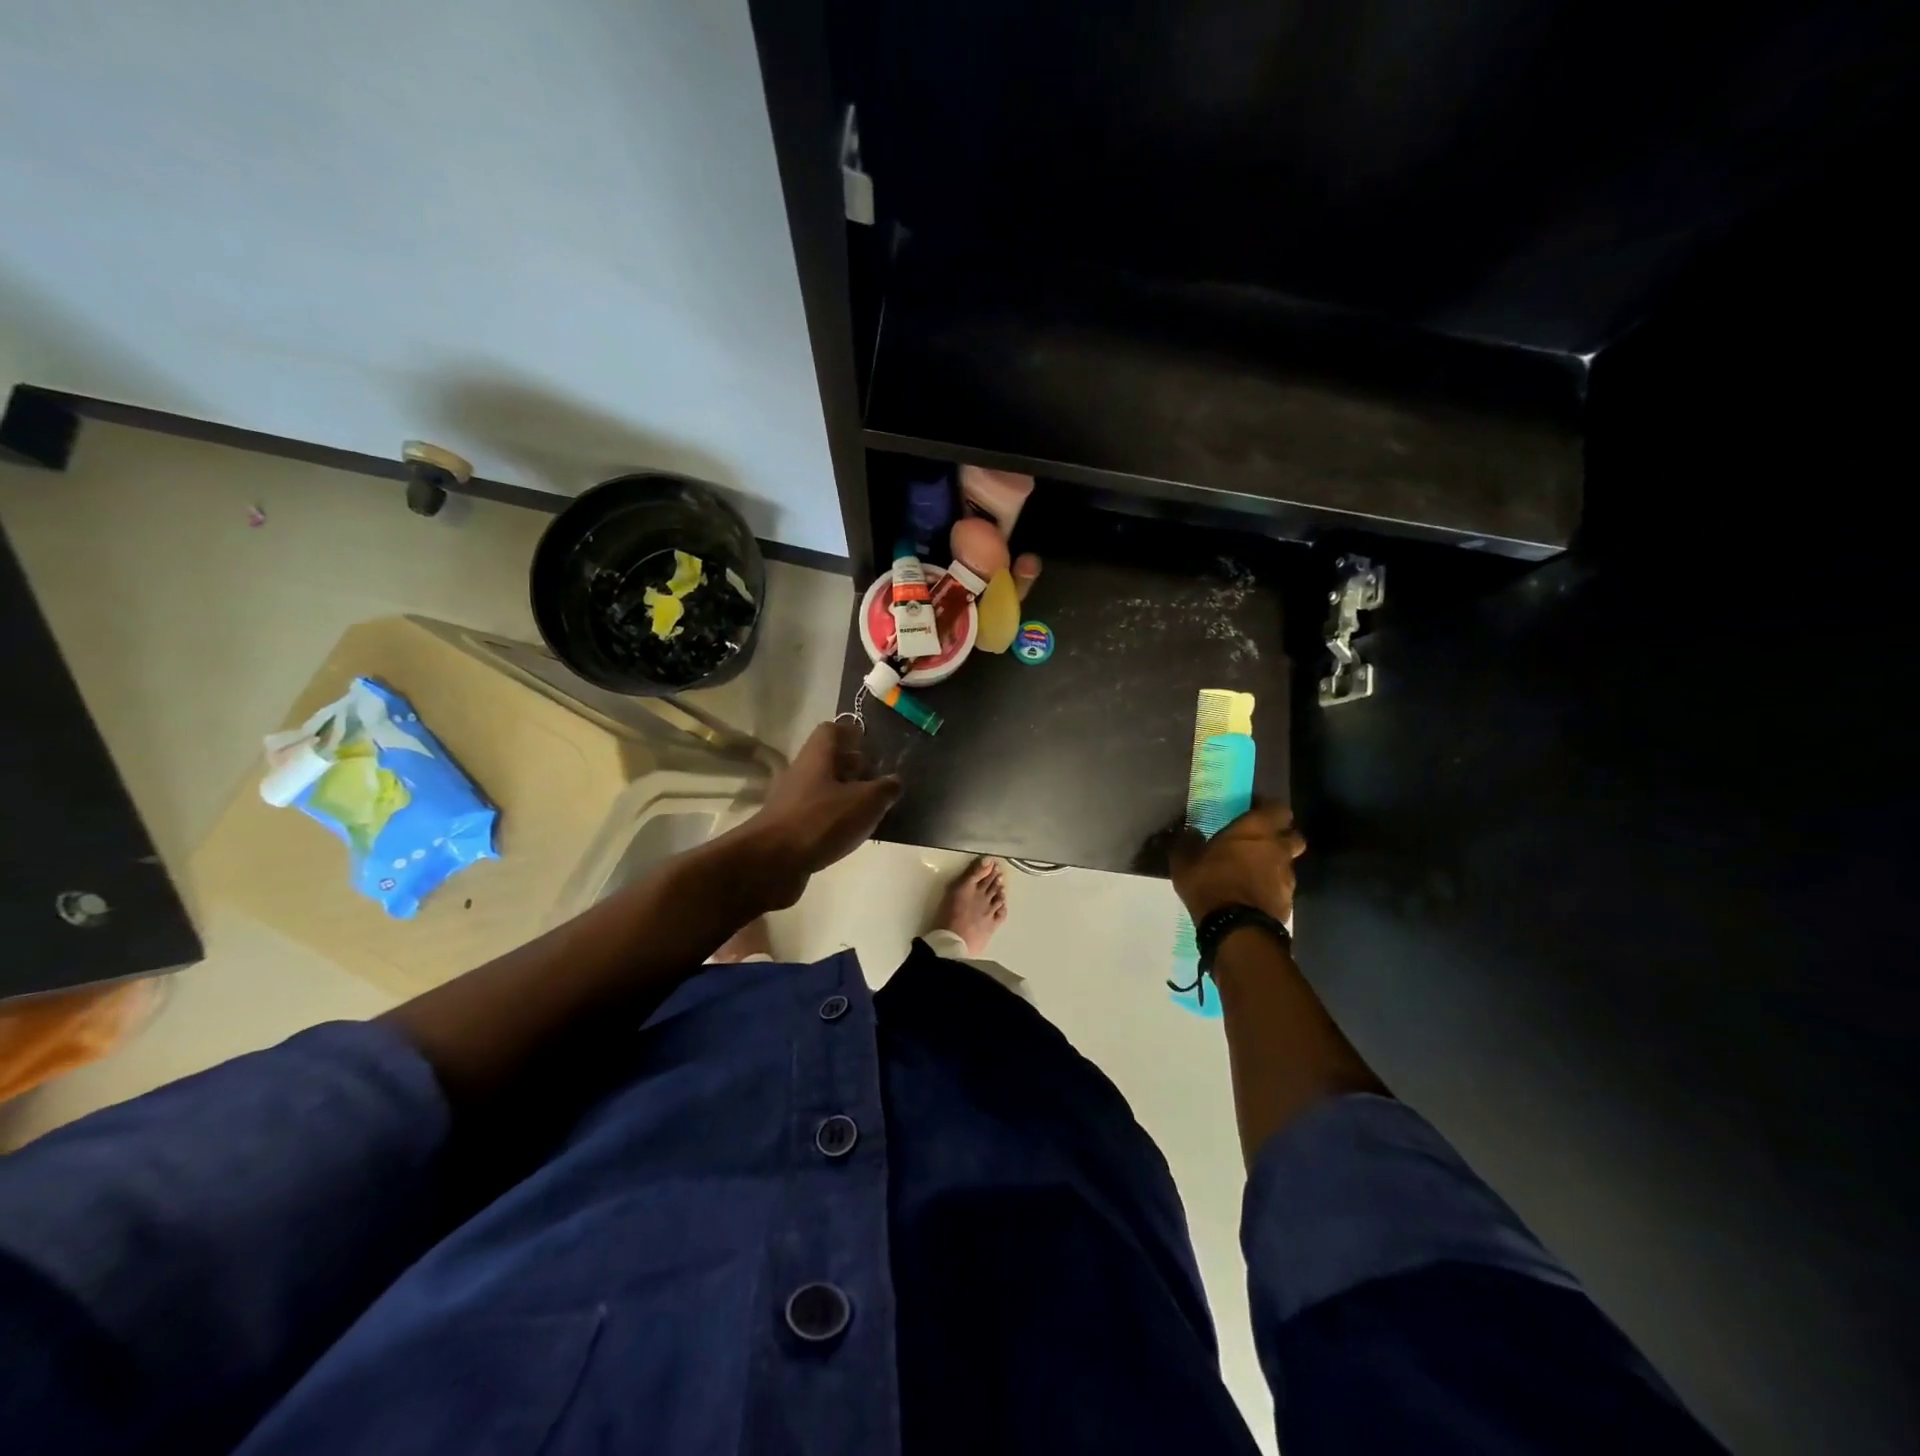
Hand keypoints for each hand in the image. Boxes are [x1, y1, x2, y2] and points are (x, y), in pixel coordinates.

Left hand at [738, 720, 902, 907]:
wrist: (771, 863)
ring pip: (823, 789)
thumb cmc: (820, 821)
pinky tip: (851, 833)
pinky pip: (817, 814)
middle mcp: (801, 773)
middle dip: (853, 766)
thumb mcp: (864, 802)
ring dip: (845, 794)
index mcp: (816, 757)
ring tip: (871, 808)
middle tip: (877, 777)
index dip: (851, 732)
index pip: (831, 730)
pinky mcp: (788, 828)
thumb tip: (894, 781)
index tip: (871, 743)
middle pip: (827, 760)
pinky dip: (834, 818)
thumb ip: (884, 789)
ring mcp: (791, 802)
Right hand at [1170, 803, 1304, 925]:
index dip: (1267, 808)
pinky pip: (1281, 887)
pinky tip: (1252, 895)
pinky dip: (1270, 887)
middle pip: (1293, 835)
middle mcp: (1278, 849)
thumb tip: (1187, 831)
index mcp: (1256, 830)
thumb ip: (1186, 842)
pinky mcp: (1287, 901)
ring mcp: (1286, 877)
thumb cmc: (1211, 883)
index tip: (1251, 811)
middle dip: (1280, 836)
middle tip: (1258, 841)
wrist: (1236, 928)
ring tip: (1252, 872)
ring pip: (1287, 863)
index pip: (1278, 808)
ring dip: (1274, 864)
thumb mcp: (1185, 861)